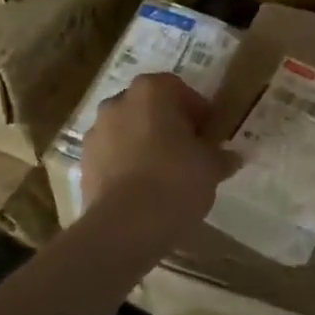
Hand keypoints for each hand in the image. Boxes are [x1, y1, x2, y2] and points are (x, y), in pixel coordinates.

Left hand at [81, 73, 237, 229]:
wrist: (125, 226)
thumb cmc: (176, 180)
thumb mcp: (211, 166)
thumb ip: (220, 156)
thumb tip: (231, 157)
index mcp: (151, 91)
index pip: (178, 88)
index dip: (197, 110)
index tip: (208, 134)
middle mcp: (117, 102)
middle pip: (149, 107)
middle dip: (168, 125)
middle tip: (188, 151)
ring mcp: (96, 132)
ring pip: (128, 131)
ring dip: (144, 144)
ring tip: (165, 174)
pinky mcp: (84, 163)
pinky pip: (112, 156)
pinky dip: (126, 165)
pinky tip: (144, 190)